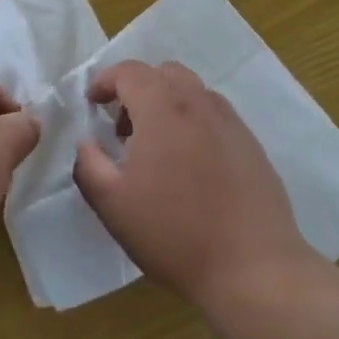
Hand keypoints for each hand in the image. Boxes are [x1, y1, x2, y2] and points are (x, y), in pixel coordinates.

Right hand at [73, 61, 313, 304]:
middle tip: (123, 127)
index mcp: (163, 110)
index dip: (106, 80)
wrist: (251, 266)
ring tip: (157, 147)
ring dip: (167, 103)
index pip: (130, 71)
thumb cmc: (174, 232)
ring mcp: (231, 123)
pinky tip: (190, 165)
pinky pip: (215, 115)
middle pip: (165, 73)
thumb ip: (89, 164)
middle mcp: (199, 105)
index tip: (93, 104)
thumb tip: (87, 143)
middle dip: (138, 89)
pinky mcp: (251, 145)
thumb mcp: (113, 204)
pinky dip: (193, 122)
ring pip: (193, 92)